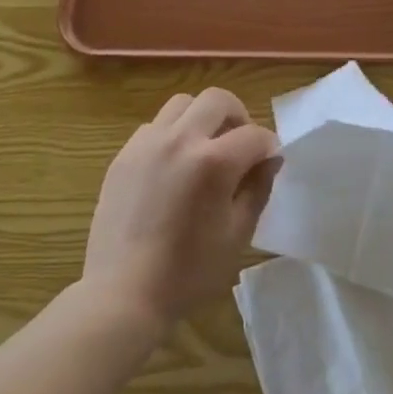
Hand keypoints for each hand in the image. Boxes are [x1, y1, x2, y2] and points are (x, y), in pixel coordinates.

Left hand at [83, 88, 280, 332]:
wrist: (122, 293)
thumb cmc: (188, 272)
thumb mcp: (237, 235)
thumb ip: (258, 189)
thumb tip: (269, 159)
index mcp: (213, 162)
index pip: (254, 135)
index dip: (268, 147)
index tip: (269, 162)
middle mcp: (180, 140)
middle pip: (218, 100)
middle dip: (238, 116)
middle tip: (240, 146)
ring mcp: (147, 143)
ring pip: (183, 104)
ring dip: (202, 118)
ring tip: (205, 148)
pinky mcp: (124, 155)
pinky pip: (154, 126)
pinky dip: (172, 134)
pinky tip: (173, 165)